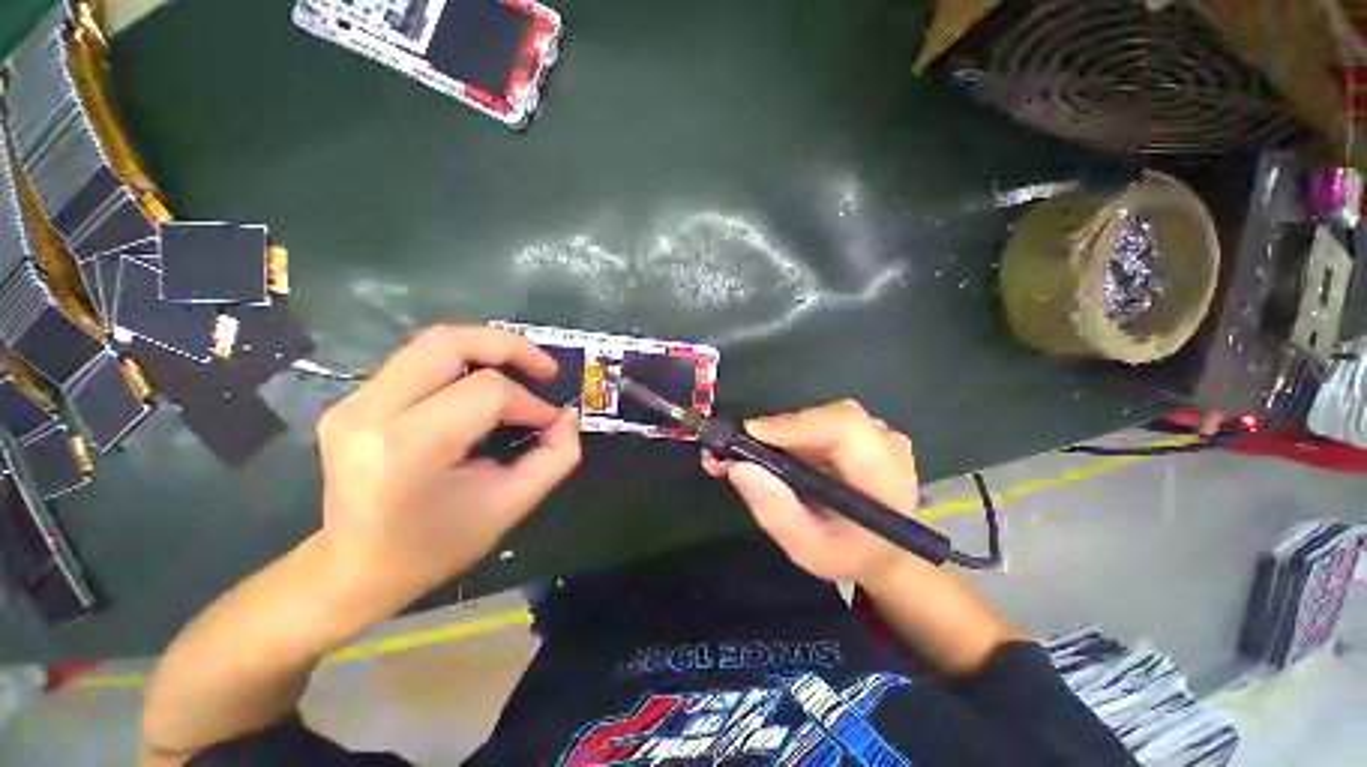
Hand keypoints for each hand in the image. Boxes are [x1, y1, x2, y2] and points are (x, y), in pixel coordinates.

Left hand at [315, 325, 580, 618]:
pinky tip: (463, 393)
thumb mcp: (498, 513)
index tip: (550, 420)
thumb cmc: (429, 552)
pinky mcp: (344, 401)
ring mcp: (350, 403)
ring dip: (473, 352)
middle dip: (502, 345)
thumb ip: (546, 464)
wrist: (356, 567)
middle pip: (445, 344)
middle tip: (540, 367)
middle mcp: (369, 413)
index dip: (526, 400)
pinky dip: (443, 371)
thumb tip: (567, 419)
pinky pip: (404, 367)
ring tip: (509, 374)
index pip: (481, 393)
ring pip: (423, 347)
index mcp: (406, 450)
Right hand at [702, 400, 921, 585]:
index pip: (845, 428)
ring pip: (827, 418)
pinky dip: (798, 436)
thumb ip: (778, 512)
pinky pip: (830, 425)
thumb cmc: (851, 557)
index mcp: (885, 474)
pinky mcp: (870, 435)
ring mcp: (883, 436)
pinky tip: (772, 455)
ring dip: (785, 433)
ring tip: (746, 455)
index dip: (796, 425)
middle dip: (781, 430)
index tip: (749, 436)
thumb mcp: (810, 550)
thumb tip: (739, 468)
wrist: (889, 557)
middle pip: (832, 418)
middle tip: (734, 450)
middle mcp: (889, 444)